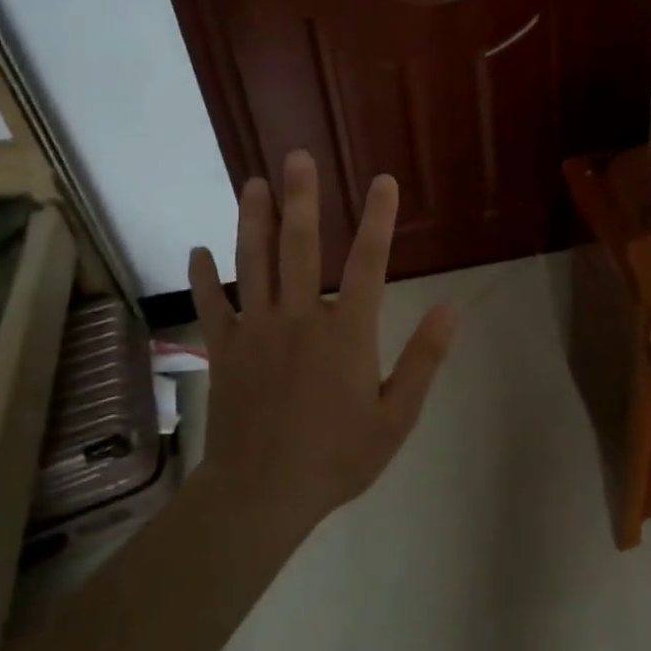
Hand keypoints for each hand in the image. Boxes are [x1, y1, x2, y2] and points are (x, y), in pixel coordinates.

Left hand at [189, 150, 458, 534]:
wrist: (263, 493)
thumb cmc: (338, 456)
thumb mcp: (398, 415)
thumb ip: (424, 358)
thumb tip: (451, 308)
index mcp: (347, 332)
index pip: (369, 262)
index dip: (379, 219)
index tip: (384, 181)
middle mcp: (300, 317)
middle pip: (300, 246)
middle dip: (302, 198)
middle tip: (297, 157)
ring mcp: (257, 330)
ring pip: (253, 263)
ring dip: (252, 219)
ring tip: (252, 183)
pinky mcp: (225, 350)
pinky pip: (212, 305)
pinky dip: (204, 276)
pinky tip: (198, 250)